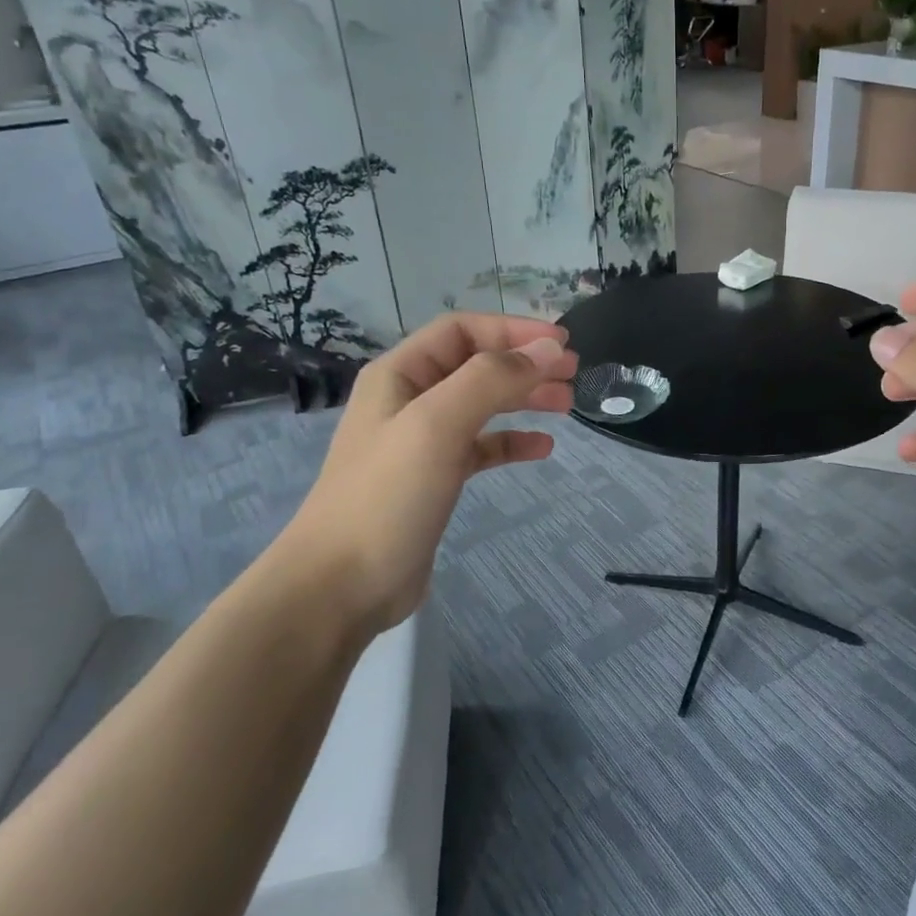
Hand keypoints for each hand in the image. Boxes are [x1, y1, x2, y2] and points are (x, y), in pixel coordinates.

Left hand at [275, 313, 578, 631]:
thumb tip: (547, 349)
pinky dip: (512, 442)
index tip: (562, 344)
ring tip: (567, 404)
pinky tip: (543, 449)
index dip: (514, 329)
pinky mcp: (435, 479)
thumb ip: (492, 380)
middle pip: (477, 365)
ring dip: (524, 398)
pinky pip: (481, 448)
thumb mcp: (438, 425)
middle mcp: (410, 400)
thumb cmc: (387, 496)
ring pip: (483, 405)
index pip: (463, 330)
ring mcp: (422, 442)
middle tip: (574, 374)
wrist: (342, 585)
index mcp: (400, 375)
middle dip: (525, 363)